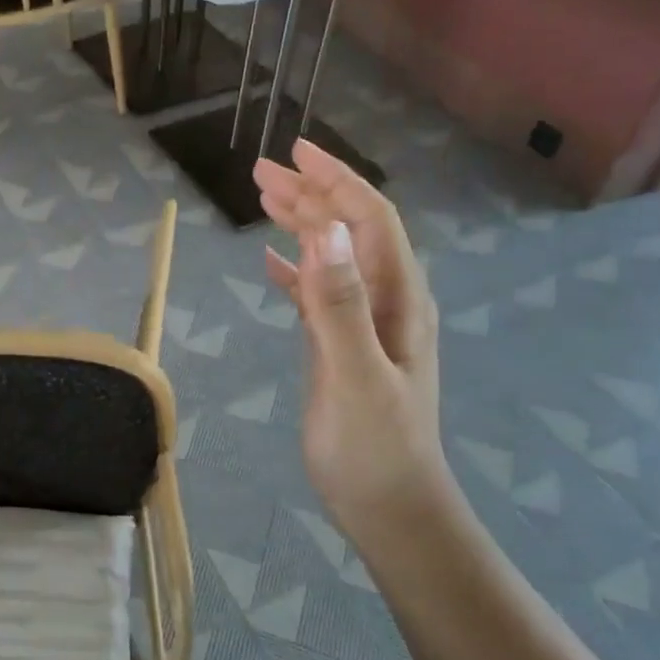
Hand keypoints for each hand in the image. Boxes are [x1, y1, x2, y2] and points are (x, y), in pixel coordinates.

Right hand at [253, 141, 445, 541]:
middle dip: (310, 195)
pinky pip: (319, 293)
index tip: (295, 151)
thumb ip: (342, 303)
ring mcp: (366, 324)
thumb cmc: (374, 447)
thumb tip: (330, 230)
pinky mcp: (343, 347)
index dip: (335, 181)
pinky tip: (270, 264)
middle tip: (261, 171)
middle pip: (349, 231)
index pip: (370, 220)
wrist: (390, 508)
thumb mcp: (356, 374)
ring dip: (301, 225)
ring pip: (333, 258)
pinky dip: (296, 272)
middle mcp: (387, 301)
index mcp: (398, 297)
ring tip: (263, 200)